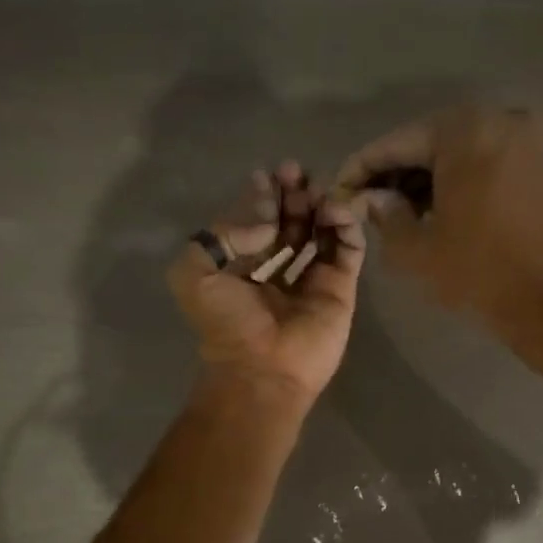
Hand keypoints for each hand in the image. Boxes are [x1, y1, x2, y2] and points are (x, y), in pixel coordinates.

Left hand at [168, 162, 365, 408]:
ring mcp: (312, 280)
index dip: (263, 196)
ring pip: (321, 231)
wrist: (263, 370)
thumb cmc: (227, 325)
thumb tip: (266, 219)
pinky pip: (348, 249)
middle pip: (291, 222)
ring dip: (319, 204)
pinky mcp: (340, 289)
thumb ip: (221, 234)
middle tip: (295, 172)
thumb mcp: (194, 274)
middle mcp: (278, 271)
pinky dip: (345, 225)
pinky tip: (334, 209)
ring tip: (315, 190)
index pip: (257, 223)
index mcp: (242, 269)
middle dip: (293, 194)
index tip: (268, 174)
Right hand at [331, 107, 542, 346]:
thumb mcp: (416, 249)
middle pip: (428, 142)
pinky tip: (434, 212)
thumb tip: (371, 198)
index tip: (340, 190)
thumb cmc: (478, 273)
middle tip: (366, 204)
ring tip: (396, 213)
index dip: (362, 168)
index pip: (397, 143)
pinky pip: (483, 164)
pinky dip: (455, 182)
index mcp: (463, 131)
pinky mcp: (538, 166)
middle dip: (394, 173)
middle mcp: (497, 121)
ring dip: (424, 179)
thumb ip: (385, 215)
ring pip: (456, 153)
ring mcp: (524, 142)